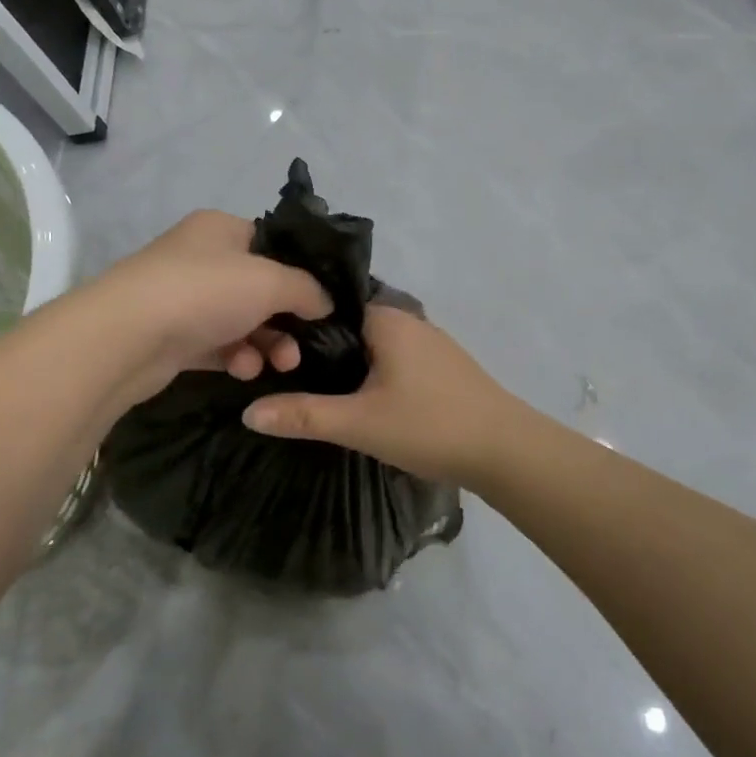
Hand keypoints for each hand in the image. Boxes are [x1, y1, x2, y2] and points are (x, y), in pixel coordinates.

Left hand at [93, 211, 332, 403]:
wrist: (126, 338)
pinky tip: (242, 369)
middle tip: (303, 347)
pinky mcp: (174, 336)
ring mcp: (185, 298)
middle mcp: (202, 258)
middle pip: (261, 288)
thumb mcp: (270, 281)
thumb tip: (326, 302)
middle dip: (287, 320)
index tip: (324, 303)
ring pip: (242, 321)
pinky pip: (219, 345)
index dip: (301, 273)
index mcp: (221, 229)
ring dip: (266, 344)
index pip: (273, 244)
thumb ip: (308, 289)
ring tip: (277, 364)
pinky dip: (237, 357)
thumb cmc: (204, 292)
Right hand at [242, 304, 523, 484]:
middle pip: (349, 326)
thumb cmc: (429, 425)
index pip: (329, 305)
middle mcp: (409, 320)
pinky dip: (373, 374)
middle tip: (282, 373)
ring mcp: (430, 343)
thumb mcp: (359, 423)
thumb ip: (303, 415)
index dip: (297, 324)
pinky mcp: (443, 368)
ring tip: (312, 389)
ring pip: (373, 346)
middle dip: (319, 348)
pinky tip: (361, 400)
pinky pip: (394, 361)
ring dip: (348, 365)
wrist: (507, 451)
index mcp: (387, 318)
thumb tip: (248, 412)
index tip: (268, 346)